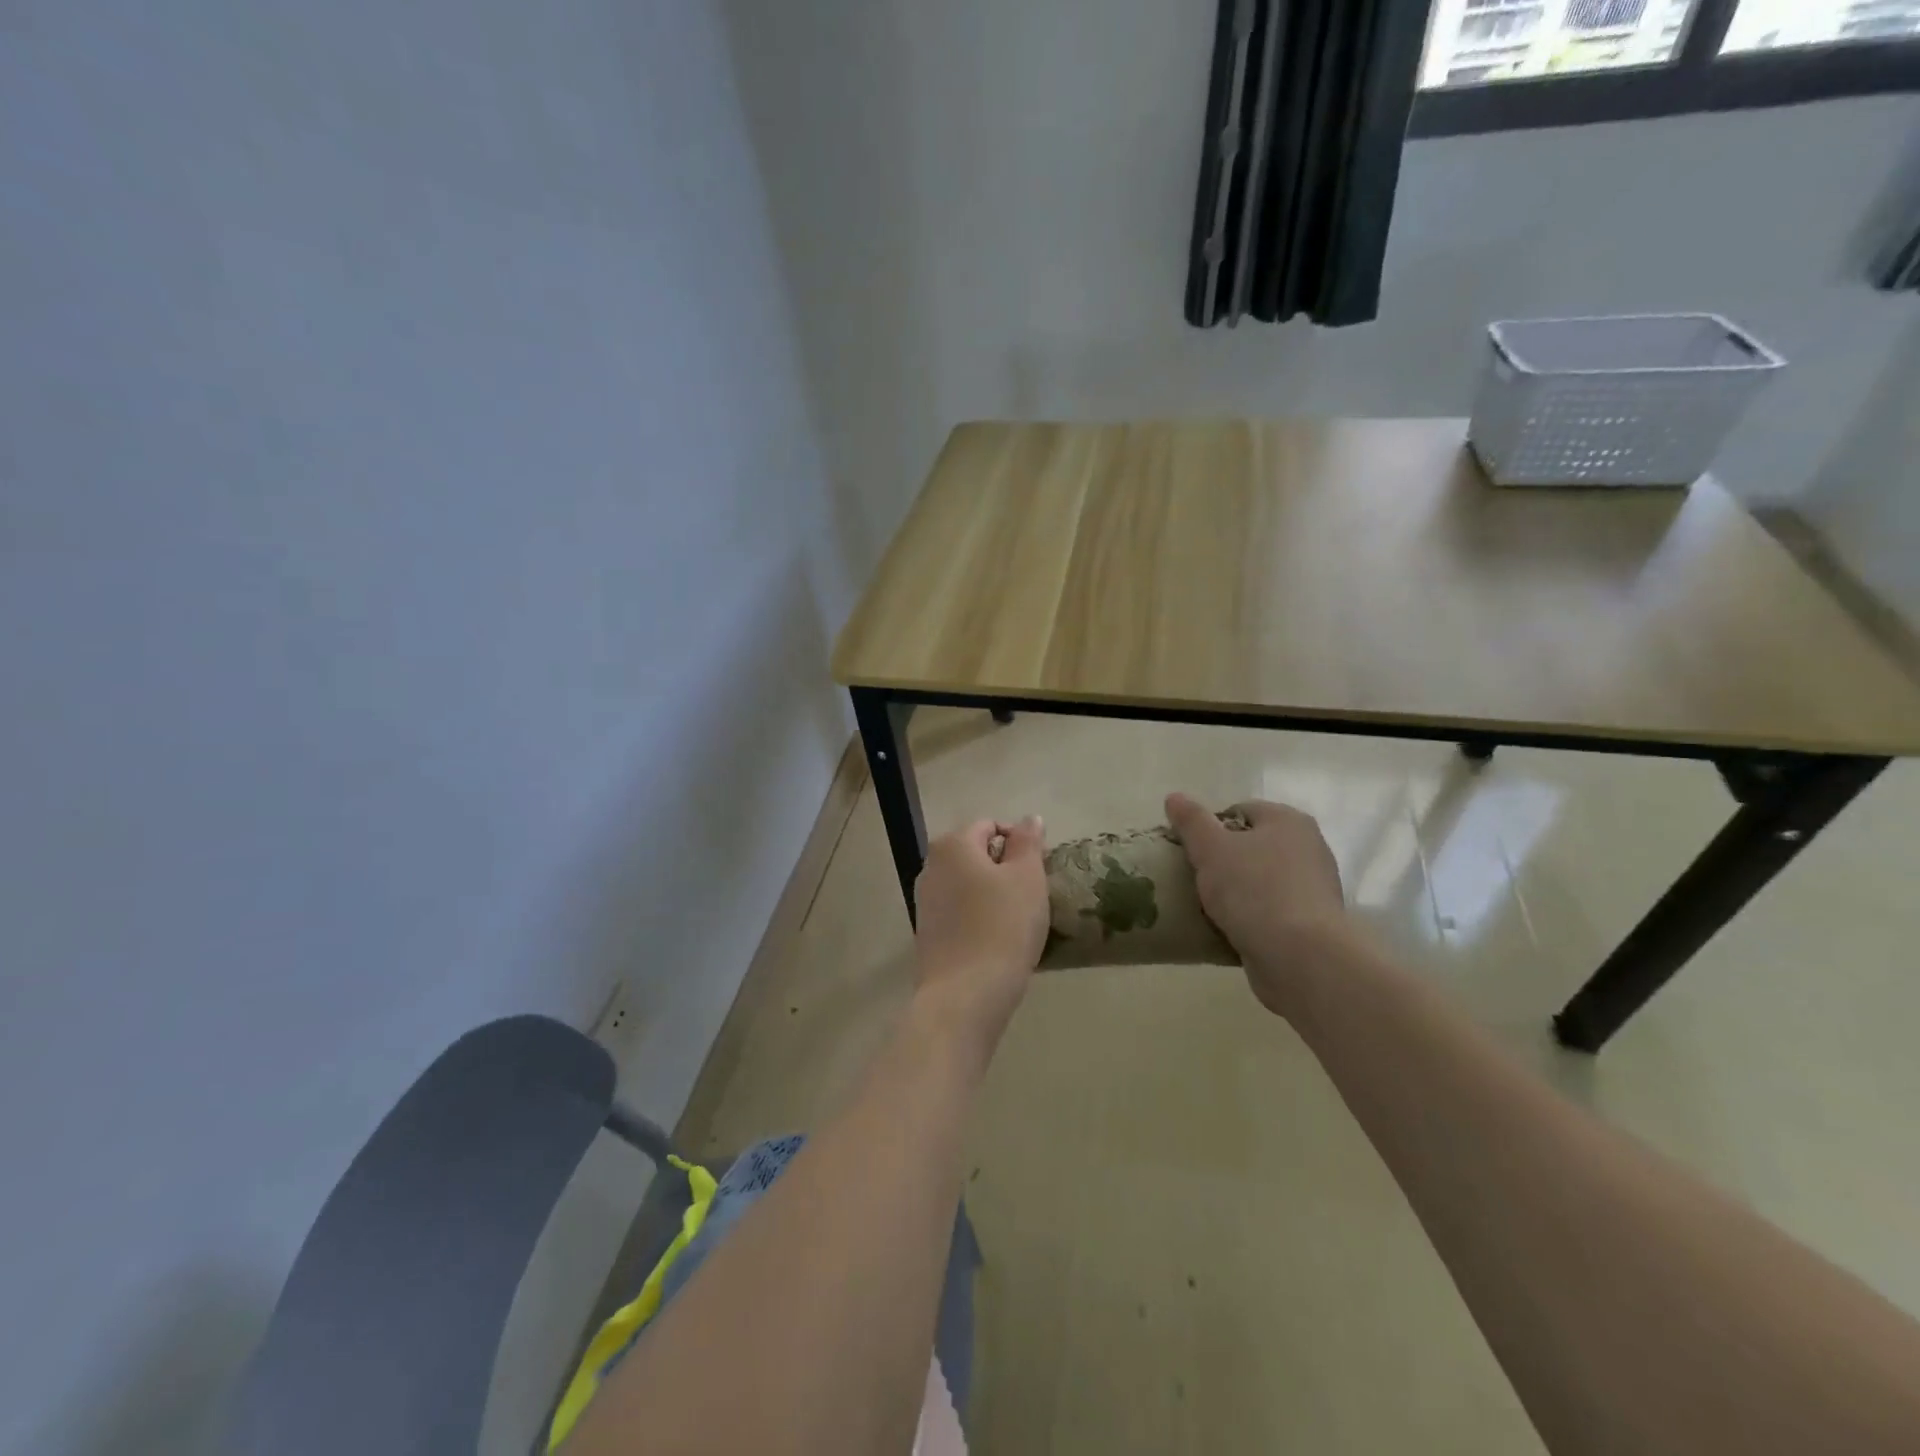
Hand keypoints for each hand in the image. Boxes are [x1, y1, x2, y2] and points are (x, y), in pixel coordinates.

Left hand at [912, 816, 1049, 1058]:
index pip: (991, 826)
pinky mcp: (927, 932)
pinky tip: (997, 941)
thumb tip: (1030, 818)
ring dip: (992, 895)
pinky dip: (979, 918)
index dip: (1019, 843)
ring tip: (1017, 921)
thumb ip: (1028, 842)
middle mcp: (931, 866)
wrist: (965, 996)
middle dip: (1005, 869)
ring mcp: (924, 901)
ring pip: (968, 885)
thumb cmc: (1002, 927)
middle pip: (976, 855)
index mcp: (953, 845)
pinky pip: (959, 912)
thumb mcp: (1027, 878)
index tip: (1039, 873)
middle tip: (1032, 897)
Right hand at [1165, 793, 1347, 1019]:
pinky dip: (1249, 918)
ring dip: (1234, 892)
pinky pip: (1269, 912)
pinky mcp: (1311, 924)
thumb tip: (1174, 797)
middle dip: (1221, 861)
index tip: (1187, 851)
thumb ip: (1191, 820)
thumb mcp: (1211, 848)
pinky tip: (1228, 929)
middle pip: (1250, 846)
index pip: (1239, 811)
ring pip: (1259, 881)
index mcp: (1288, 821)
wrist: (1300, 957)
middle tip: (1193, 878)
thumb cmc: (1254, 890)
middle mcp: (1308, 848)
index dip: (1208, 827)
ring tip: (1205, 908)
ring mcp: (1313, 889)